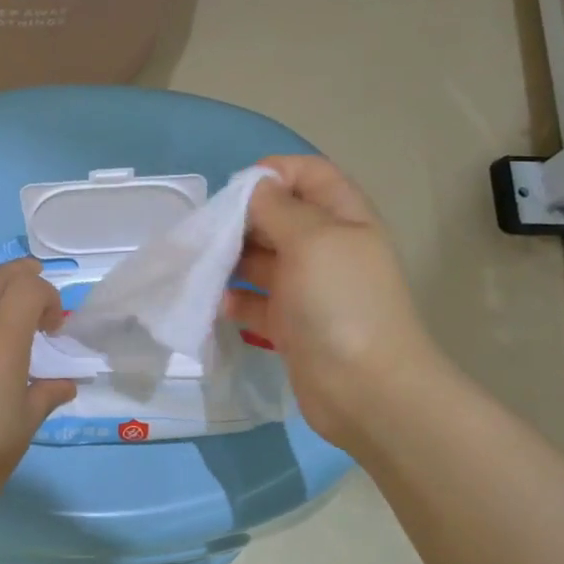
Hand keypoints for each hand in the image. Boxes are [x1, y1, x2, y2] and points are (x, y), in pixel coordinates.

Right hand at [224, 156, 439, 450]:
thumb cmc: (341, 303)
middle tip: (204, 231)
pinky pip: (254, 302)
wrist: (365, 390)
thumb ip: (278, 208)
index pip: (308, 174)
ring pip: (260, 260)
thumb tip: (253, 188)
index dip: (272, 173)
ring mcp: (307, 289)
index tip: (232, 190)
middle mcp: (325, 248)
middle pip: (277, 217)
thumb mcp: (312, 240)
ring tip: (198, 265)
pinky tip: (213, 302)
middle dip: (240, 218)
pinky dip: (233, 299)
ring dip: (229, 259)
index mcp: (342, 218)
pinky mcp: (289, 325)